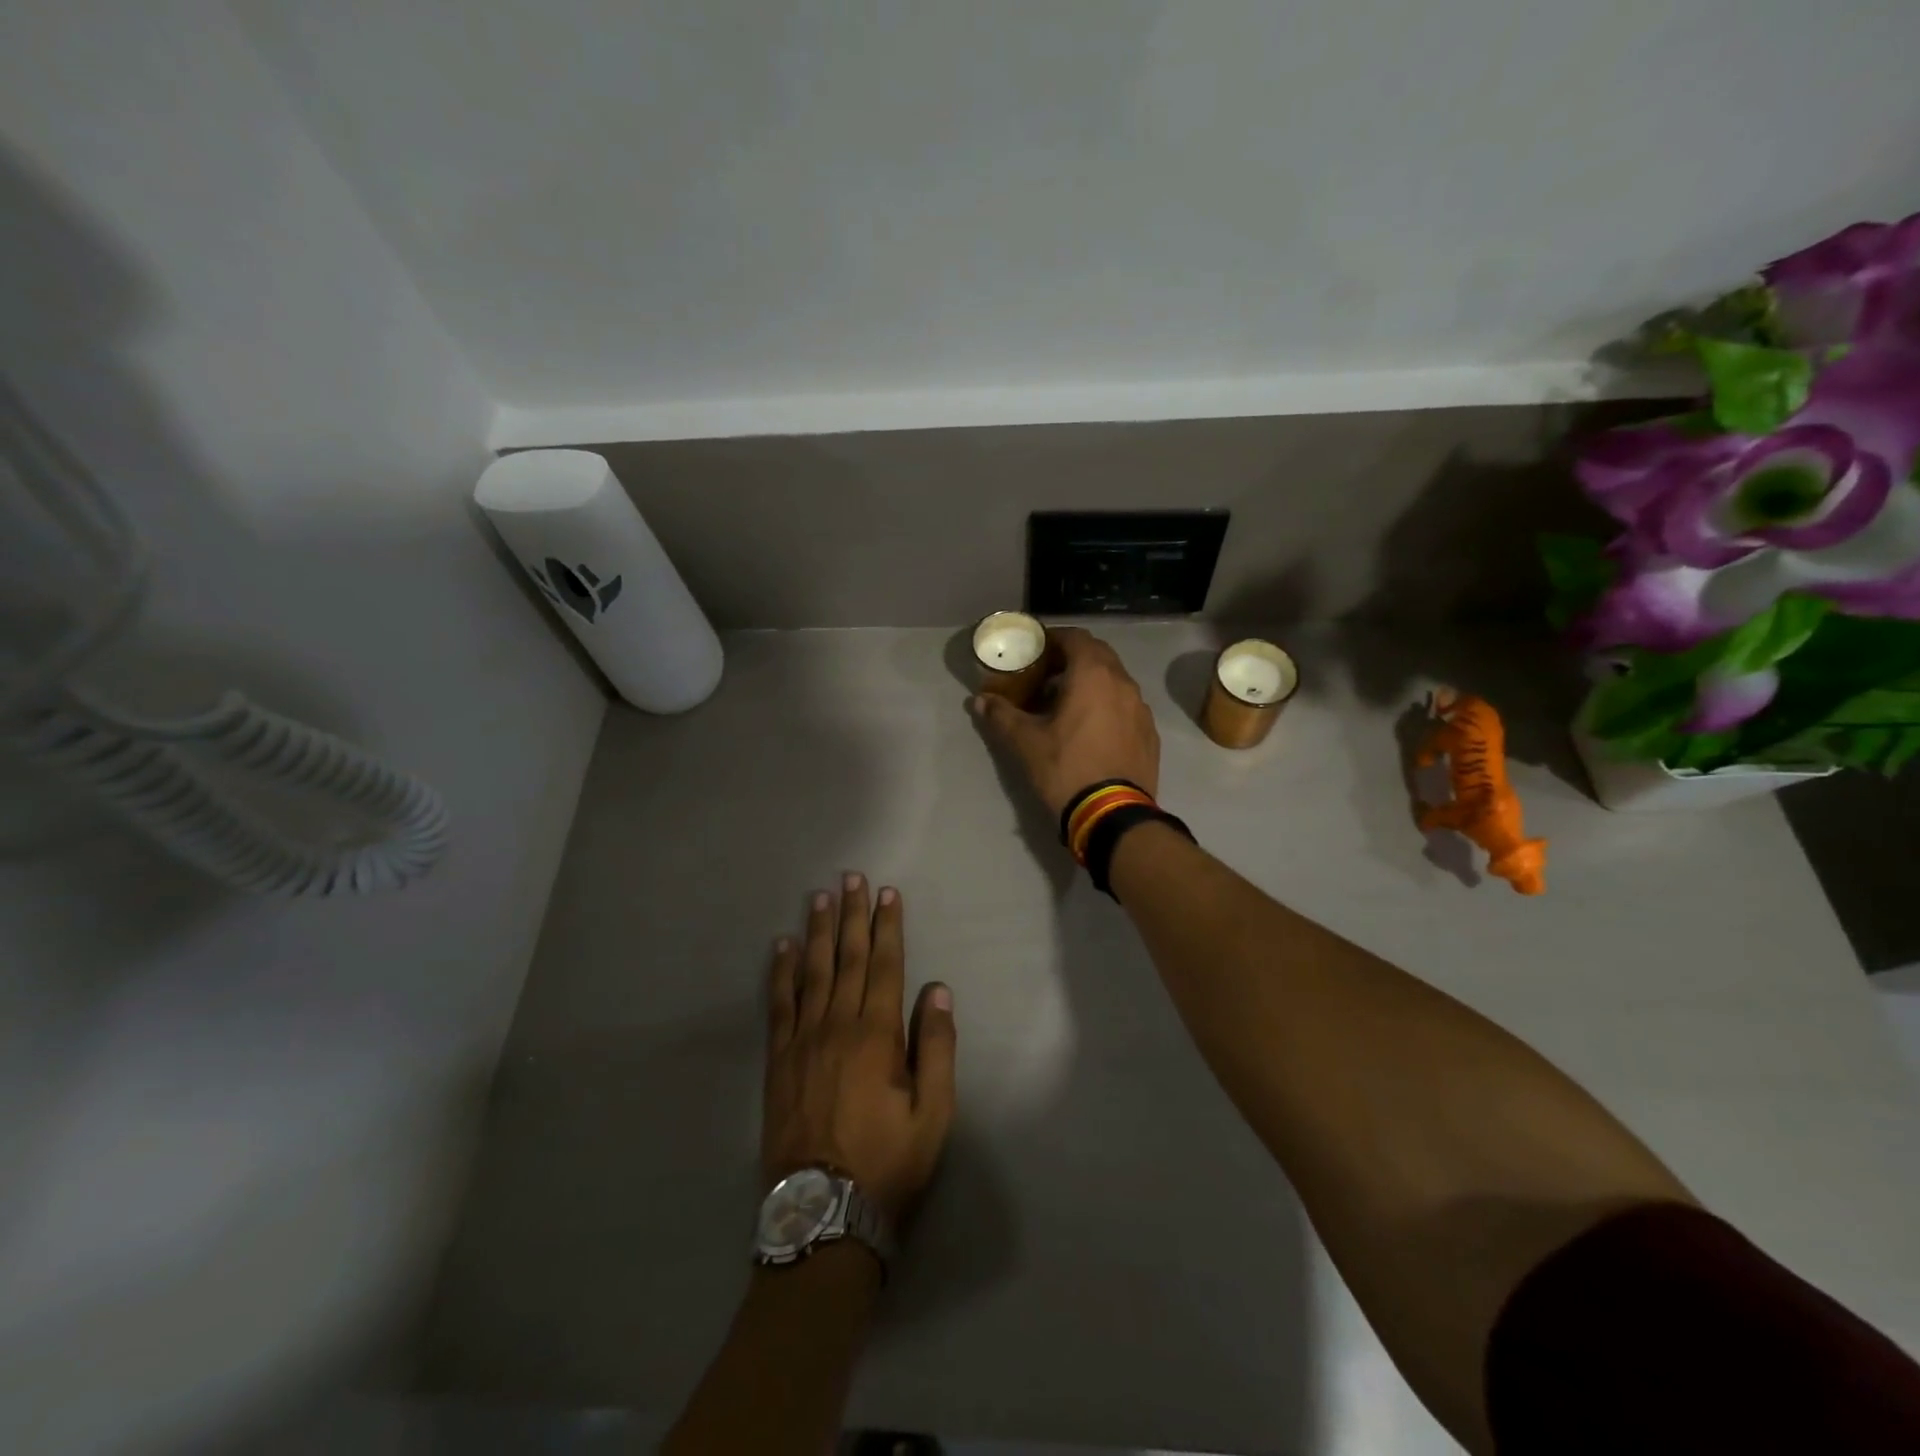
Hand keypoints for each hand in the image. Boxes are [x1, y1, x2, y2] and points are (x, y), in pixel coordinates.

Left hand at [763, 875, 955, 1222]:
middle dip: (852, 916)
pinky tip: (781, 948)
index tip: (888, 895)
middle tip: (852, 878)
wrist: (822, 1212)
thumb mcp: (933, 1115)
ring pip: (811, 972)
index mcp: (876, 1035)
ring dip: (817, 931)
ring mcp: (802, 1041)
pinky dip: (780, 973)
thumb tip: (938, 992)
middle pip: (846, 958)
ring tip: (820, 897)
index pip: (884, 966)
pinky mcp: (777, 1060)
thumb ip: (936, 1049)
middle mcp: (837, 1026)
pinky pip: (778, 1005)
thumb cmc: (887, 1163)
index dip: (887, 928)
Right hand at [969, 626, 1160, 818]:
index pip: (1076, 637)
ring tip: (1067, 703)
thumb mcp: (1025, 743)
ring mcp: (1141, 709)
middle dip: (1072, 658)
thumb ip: (1001, 716)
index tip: (1035, 650)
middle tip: (1047, 675)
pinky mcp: (1149, 733)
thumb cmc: (1066, 769)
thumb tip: (980, 701)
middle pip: (1098, 655)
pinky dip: (1107, 705)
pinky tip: (1091, 729)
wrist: (1113, 815)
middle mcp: (1123, 683)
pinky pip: (1126, 706)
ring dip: (1091, 682)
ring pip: (1115, 681)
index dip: (1053, 638)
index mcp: (1094, 675)